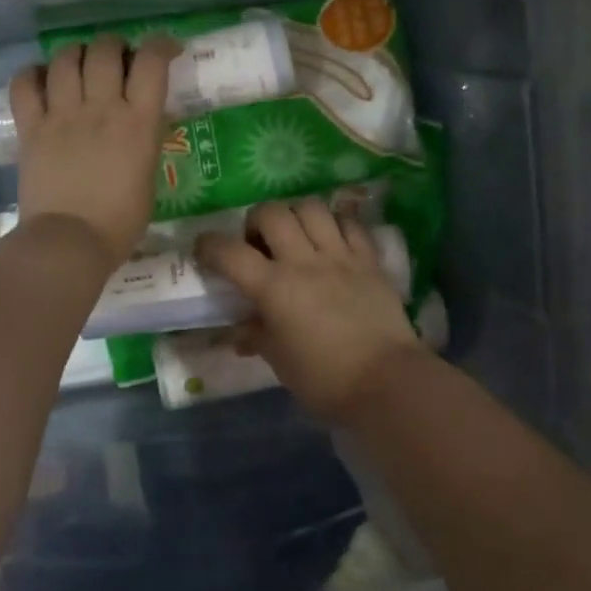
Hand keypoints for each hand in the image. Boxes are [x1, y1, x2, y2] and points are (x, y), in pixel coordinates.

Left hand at [12, 35, 175, 265]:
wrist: (70, 242)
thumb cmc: (120, 221)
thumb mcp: (148, 176)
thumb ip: (143, 141)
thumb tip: (137, 124)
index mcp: (138, 122)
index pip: (151, 62)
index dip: (160, 45)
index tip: (166, 49)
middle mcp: (101, 108)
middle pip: (104, 50)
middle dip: (114, 45)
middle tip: (116, 58)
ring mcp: (62, 116)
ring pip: (65, 59)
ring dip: (76, 53)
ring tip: (79, 64)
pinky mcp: (31, 128)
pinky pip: (25, 85)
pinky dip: (33, 74)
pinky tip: (41, 79)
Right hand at [196, 198, 424, 421]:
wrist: (386, 382)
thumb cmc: (324, 379)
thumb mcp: (280, 361)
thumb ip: (257, 336)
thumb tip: (241, 331)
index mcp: (274, 288)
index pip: (229, 252)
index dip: (209, 246)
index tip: (204, 250)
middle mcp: (304, 261)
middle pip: (272, 213)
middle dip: (256, 220)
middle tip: (258, 242)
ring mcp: (341, 256)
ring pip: (312, 208)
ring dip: (295, 215)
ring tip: (295, 234)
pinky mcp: (370, 260)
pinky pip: (350, 223)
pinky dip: (335, 224)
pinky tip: (332, 239)